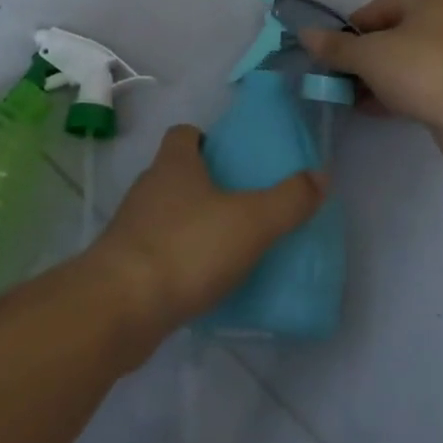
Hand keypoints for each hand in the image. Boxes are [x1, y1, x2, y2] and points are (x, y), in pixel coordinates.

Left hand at [89, 125, 324, 345]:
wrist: (121, 308)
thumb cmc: (187, 248)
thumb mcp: (251, 222)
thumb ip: (289, 200)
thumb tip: (321, 175)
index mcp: (174, 164)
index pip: (183, 134)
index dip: (204, 140)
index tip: (229, 159)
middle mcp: (148, 187)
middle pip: (175, 173)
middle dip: (203, 185)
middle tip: (239, 205)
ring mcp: (131, 227)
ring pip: (164, 214)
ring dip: (189, 225)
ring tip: (224, 247)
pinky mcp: (123, 265)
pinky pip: (156, 252)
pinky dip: (176, 261)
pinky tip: (199, 283)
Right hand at [298, 0, 442, 166]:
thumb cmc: (420, 68)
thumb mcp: (369, 54)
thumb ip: (336, 46)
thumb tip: (305, 34)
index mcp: (428, 0)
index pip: (376, 9)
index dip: (348, 31)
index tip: (330, 54)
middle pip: (390, 36)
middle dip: (361, 58)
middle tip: (337, 77)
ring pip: (403, 63)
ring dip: (375, 78)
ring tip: (348, 96)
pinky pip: (418, 85)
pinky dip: (394, 94)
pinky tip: (370, 109)